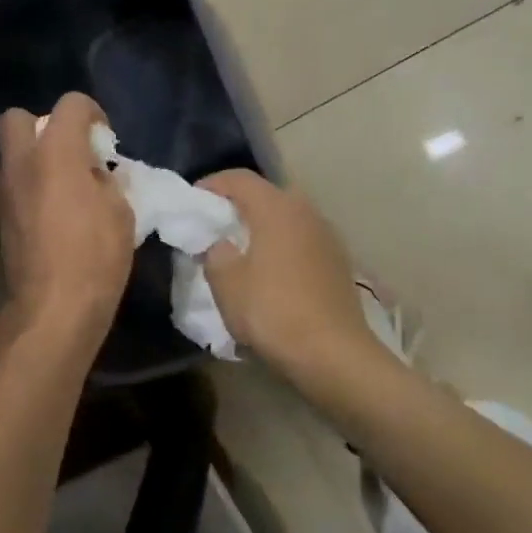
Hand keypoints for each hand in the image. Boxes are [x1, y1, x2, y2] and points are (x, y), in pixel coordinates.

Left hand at [0, 93, 134, 343]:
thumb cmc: (96, 254)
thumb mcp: (121, 210)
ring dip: (35, 158)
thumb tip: (96, 174)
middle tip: (71, 153)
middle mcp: (21, 161)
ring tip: (64, 185)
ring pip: (11, 152)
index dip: (92, 113)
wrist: (54, 306)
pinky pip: (13, 183)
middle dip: (44, 126)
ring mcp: (3, 189)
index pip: (70, 105)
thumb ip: (107, 180)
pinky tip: (52, 211)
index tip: (105, 140)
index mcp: (56, 151)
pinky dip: (30, 185)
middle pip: (18, 118)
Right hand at [197, 170, 380, 388]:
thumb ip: (215, 253)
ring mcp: (327, 235)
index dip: (212, 185)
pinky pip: (301, 240)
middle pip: (266, 195)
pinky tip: (271, 272)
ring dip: (262, 227)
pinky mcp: (338, 261)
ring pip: (286, 218)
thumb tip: (221, 243)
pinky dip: (282, 246)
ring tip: (241, 251)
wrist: (334, 353)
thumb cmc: (273, 311)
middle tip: (215, 227)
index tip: (193, 202)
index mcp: (276, 208)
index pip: (239, 178)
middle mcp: (305, 211)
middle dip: (238, 206)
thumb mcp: (226, 283)